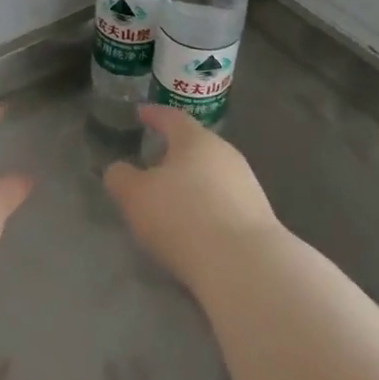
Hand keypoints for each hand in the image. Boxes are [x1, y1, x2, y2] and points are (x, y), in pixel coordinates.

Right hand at [103, 104, 280, 288]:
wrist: (245, 265)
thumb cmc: (183, 218)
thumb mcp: (134, 196)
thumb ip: (120, 177)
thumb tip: (120, 170)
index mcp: (195, 140)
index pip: (172, 117)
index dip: (154, 115)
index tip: (141, 113)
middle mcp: (225, 154)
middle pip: (195, 145)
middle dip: (173, 151)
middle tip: (152, 161)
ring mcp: (247, 184)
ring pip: (211, 173)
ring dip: (191, 180)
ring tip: (171, 197)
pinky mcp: (259, 215)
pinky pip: (224, 200)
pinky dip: (206, 205)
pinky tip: (195, 224)